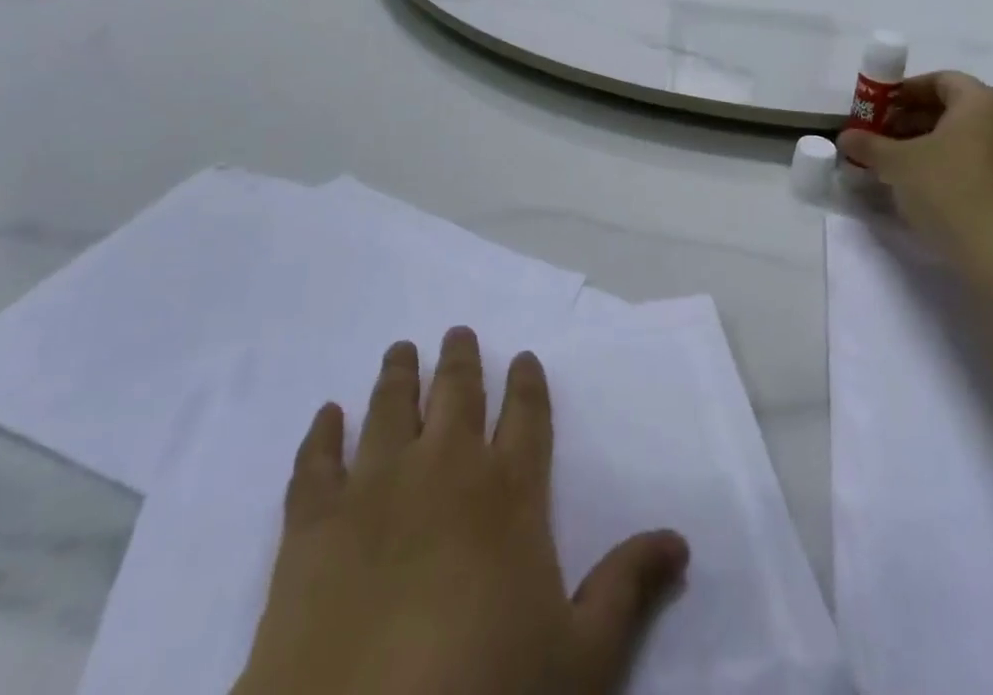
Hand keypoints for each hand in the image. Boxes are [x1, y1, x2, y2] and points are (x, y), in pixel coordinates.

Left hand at [236, 328, 689, 694]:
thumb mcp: (582, 660)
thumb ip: (628, 589)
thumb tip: (680, 538)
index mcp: (510, 493)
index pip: (527, 415)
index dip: (528, 382)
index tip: (524, 357)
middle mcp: (445, 470)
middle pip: (457, 394)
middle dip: (461, 360)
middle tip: (457, 333)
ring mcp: (375, 490)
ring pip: (390, 408)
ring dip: (399, 375)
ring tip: (402, 350)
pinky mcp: (311, 527)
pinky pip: (316, 462)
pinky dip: (322, 433)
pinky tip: (327, 414)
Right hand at [837, 71, 992, 256]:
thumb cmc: (950, 190)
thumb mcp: (897, 163)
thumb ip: (869, 145)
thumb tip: (847, 137)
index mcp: (982, 100)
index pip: (939, 80)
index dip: (903, 92)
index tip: (877, 110)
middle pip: (953, 107)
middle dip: (912, 119)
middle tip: (881, 138)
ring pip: (967, 135)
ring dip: (930, 143)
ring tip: (898, 165)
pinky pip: (981, 159)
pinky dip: (952, 163)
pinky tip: (926, 186)